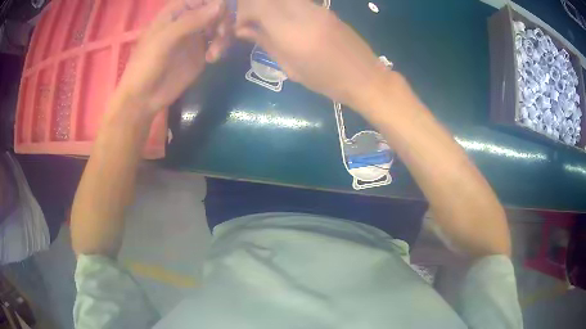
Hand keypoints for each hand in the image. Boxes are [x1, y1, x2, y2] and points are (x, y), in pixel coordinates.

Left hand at [115, 0, 231, 115]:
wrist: (144, 97)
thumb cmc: (146, 64)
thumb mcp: (165, 40)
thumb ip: (191, 21)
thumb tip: (221, 5)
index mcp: (176, 11)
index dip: (216, 3)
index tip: (221, 14)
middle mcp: (189, 20)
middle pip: (216, 9)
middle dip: (223, 19)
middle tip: (220, 35)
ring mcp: (196, 36)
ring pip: (221, 25)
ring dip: (224, 35)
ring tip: (215, 53)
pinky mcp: (201, 52)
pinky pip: (219, 42)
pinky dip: (221, 47)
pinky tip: (212, 59)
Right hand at [235, 0, 386, 108]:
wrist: (364, 76)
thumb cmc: (326, 80)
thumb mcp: (290, 67)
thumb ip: (265, 42)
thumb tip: (243, 29)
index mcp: (291, 31)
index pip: (257, 5)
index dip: (242, 12)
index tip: (240, 26)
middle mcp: (303, 12)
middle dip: (252, 6)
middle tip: (249, 22)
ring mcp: (316, 8)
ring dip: (267, 6)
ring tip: (264, 22)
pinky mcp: (324, 8)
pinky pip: (296, 1)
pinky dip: (282, 6)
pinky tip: (283, 20)